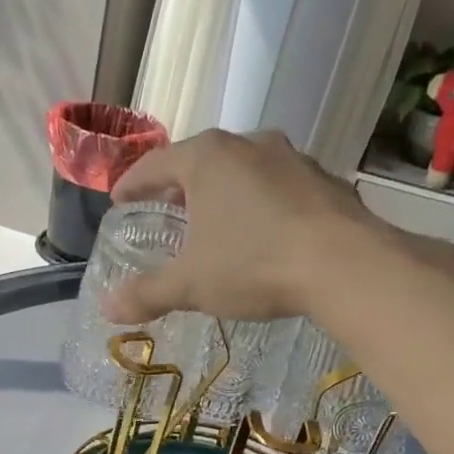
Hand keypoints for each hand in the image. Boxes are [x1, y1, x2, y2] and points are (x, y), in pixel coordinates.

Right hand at [105, 128, 381, 323]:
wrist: (346, 266)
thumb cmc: (253, 264)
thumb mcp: (191, 284)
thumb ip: (147, 293)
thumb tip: (107, 308)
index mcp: (207, 158)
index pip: (154, 164)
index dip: (132, 185)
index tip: (119, 200)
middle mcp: (249, 145)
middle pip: (200, 161)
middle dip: (179, 187)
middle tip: (166, 210)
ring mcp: (292, 159)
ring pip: (244, 171)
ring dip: (224, 193)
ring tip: (215, 222)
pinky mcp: (325, 180)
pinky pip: (279, 188)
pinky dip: (262, 204)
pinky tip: (264, 233)